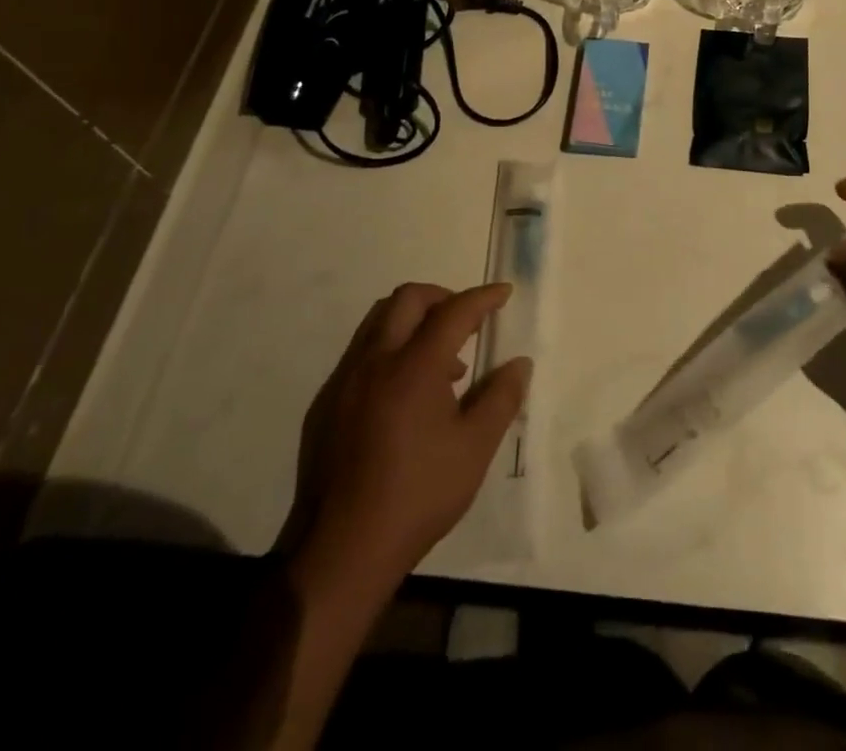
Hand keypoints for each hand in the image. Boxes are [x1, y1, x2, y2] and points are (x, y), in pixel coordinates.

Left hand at [279, 282, 530, 594]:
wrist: (341, 551)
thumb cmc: (417, 496)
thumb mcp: (475, 448)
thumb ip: (501, 398)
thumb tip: (519, 364)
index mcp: (414, 366)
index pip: (454, 311)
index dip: (483, 298)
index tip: (504, 293)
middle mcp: (375, 361)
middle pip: (408, 299)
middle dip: (443, 297)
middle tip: (468, 320)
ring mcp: (345, 381)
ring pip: (380, 322)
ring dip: (415, 322)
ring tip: (443, 363)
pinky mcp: (326, 405)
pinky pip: (363, 353)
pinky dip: (392, 350)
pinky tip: (408, 395)